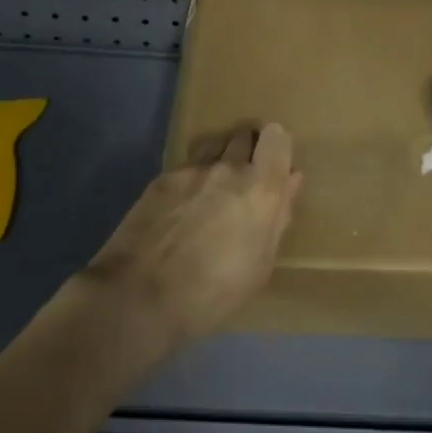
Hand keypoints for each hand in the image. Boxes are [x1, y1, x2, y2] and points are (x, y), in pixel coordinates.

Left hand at [82, 124, 302, 346]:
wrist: (140, 296)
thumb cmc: (213, 292)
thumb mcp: (260, 265)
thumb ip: (278, 216)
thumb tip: (291, 181)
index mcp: (261, 188)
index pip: (277, 137)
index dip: (277, 146)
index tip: (274, 165)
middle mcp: (228, 167)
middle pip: (244, 136)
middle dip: (248, 149)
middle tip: (244, 180)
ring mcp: (191, 169)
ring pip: (214, 144)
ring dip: (219, 158)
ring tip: (213, 188)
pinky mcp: (161, 178)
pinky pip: (186, 166)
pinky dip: (191, 178)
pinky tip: (181, 206)